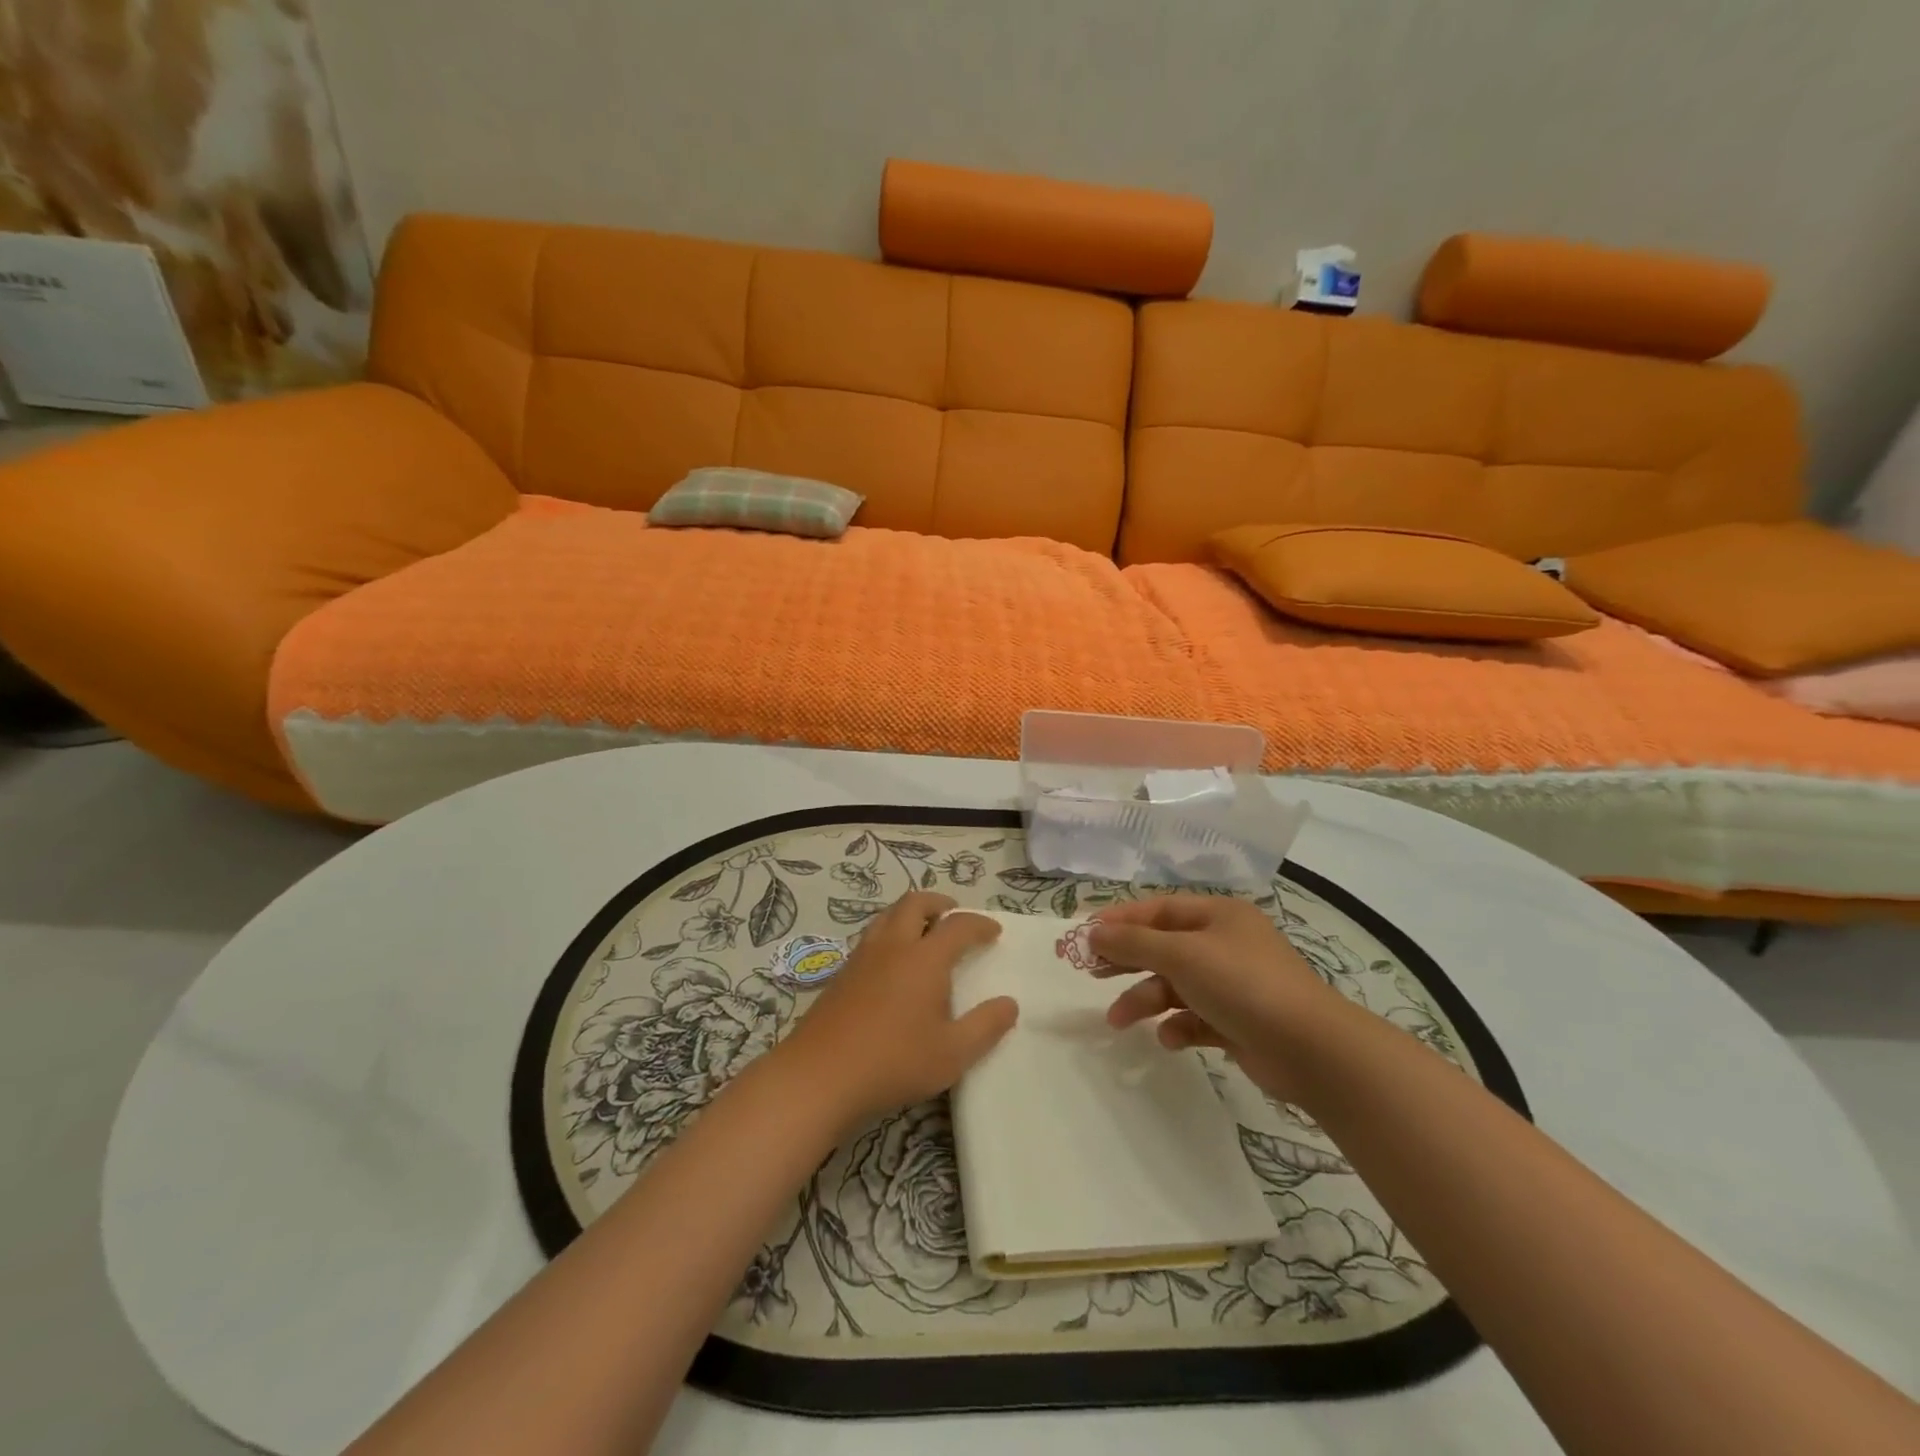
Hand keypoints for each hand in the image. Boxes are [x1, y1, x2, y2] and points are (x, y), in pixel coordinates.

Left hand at [779, 892, 1017, 1124]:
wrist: (820, 1075)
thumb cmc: (894, 1062)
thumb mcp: (952, 1054)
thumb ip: (985, 1027)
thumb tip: (1009, 1004)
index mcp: (924, 958)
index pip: (958, 926)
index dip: (979, 924)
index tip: (994, 931)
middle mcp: (893, 946)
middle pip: (915, 904)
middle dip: (939, 903)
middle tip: (954, 914)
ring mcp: (862, 957)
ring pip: (888, 916)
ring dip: (910, 913)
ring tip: (924, 931)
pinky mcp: (841, 974)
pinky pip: (871, 937)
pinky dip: (890, 934)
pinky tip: (893, 964)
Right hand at [1089, 895, 1351, 1103]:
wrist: (1311, 1049)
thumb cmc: (1242, 984)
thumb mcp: (1181, 954)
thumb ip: (1133, 942)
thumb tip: (1094, 932)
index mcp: (1218, 916)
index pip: (1159, 910)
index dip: (1121, 920)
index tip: (1086, 936)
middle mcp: (1225, 944)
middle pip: (1164, 946)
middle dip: (1128, 960)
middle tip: (1092, 973)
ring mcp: (1234, 985)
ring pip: (1176, 985)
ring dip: (1146, 999)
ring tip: (1119, 1021)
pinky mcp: (1238, 1022)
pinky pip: (1196, 1018)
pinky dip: (1178, 1026)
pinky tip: (1170, 1038)